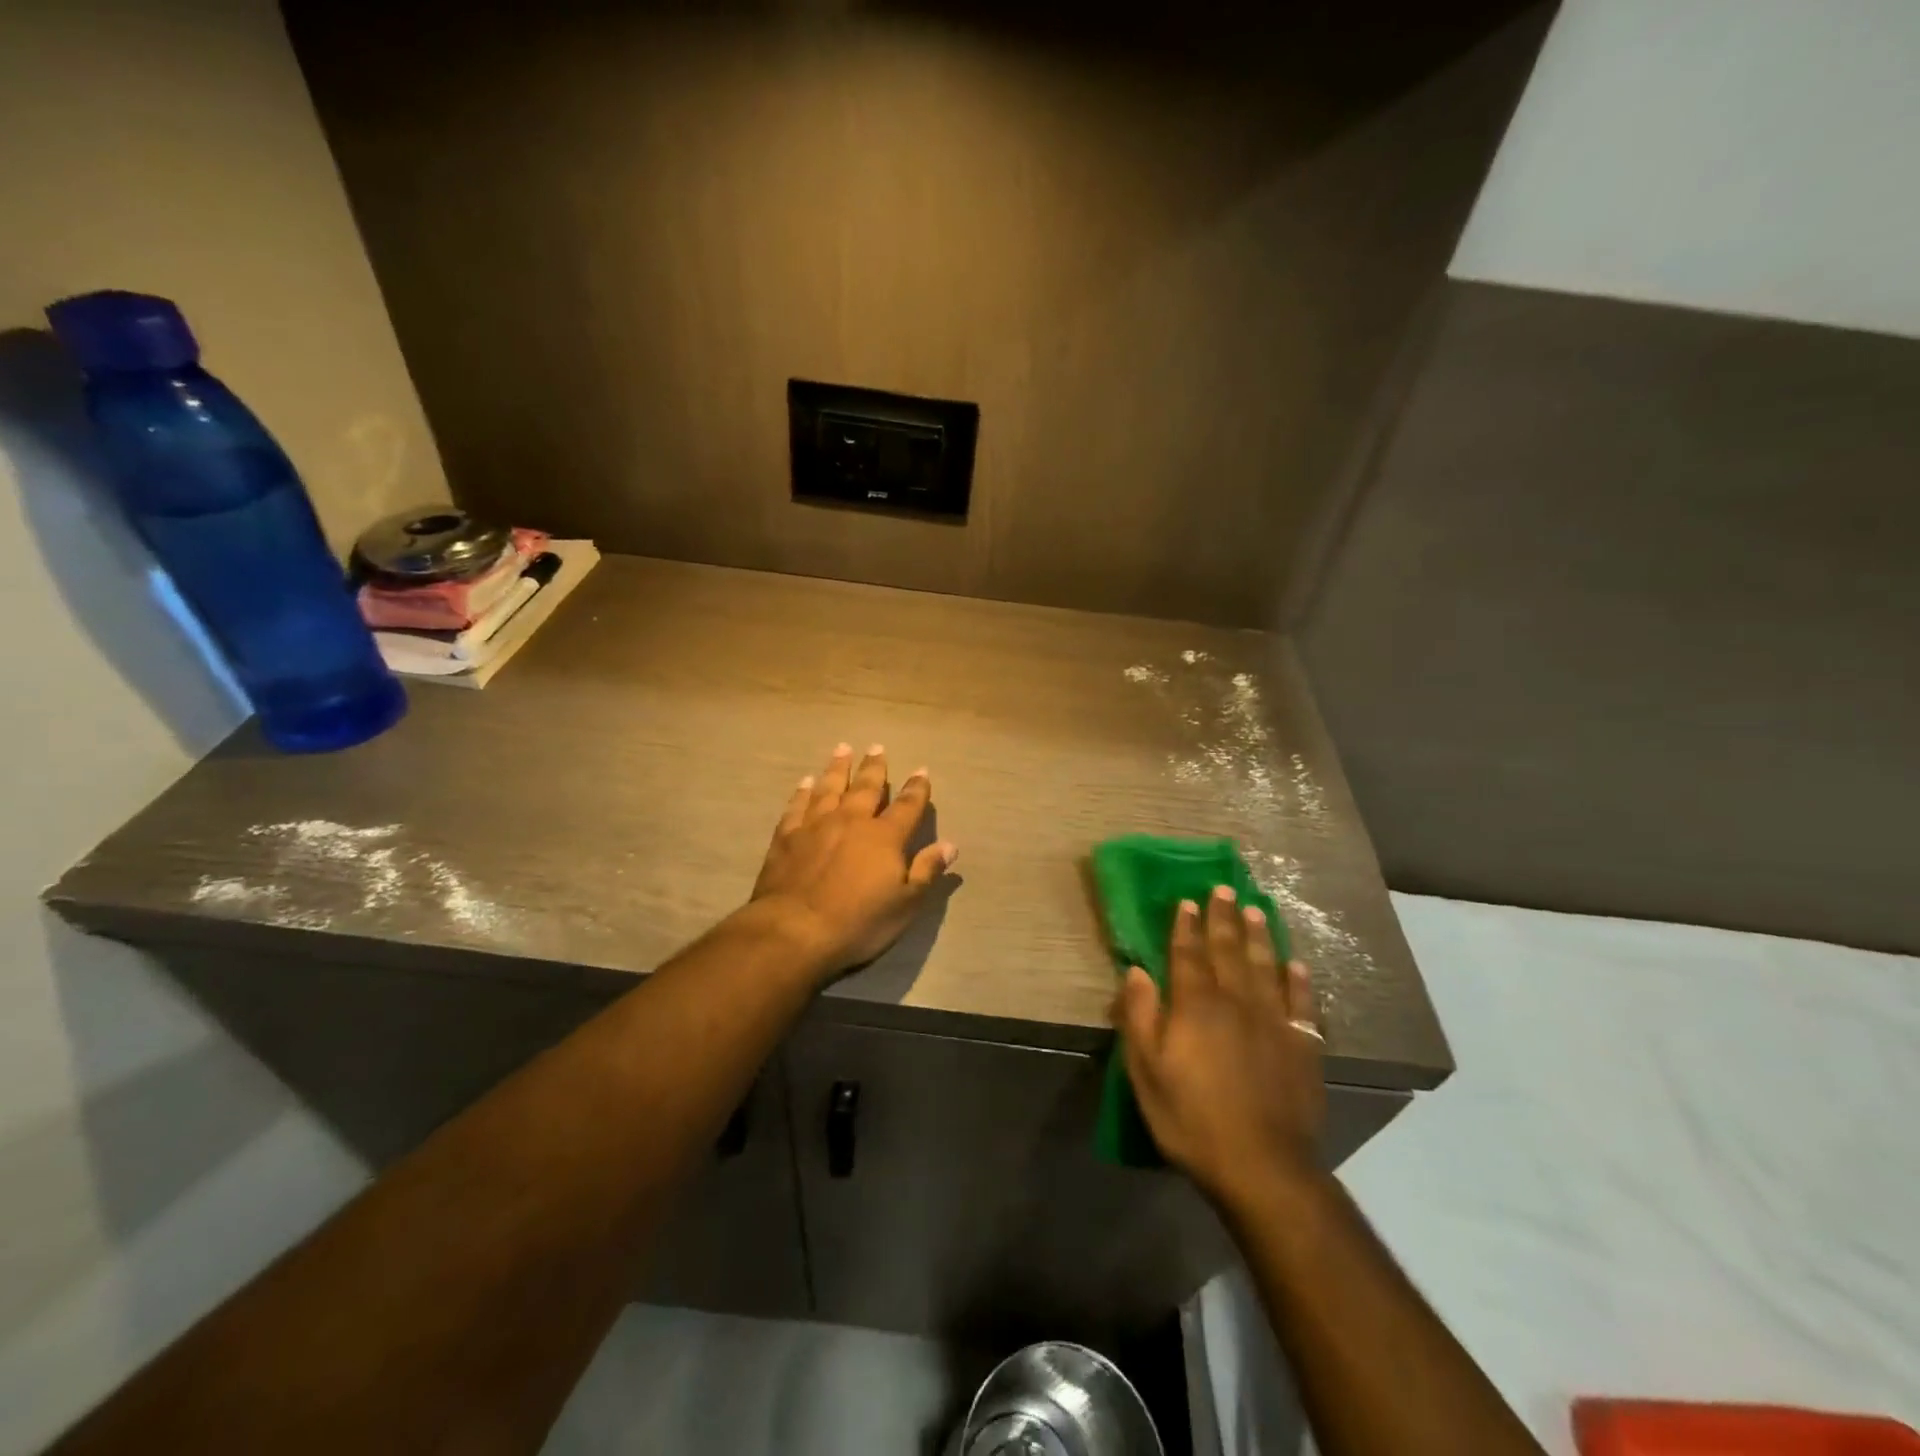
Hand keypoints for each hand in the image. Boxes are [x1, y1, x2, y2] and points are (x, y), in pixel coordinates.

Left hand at [750, 743, 956, 979]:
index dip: (917, 789)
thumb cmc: (858, 922)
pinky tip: (805, 782)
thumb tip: (950, 845)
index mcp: (884, 837)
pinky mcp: (787, 837)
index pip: (906, 806)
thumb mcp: (905, 904)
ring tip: (843, 749)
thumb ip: (927, 871)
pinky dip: (803, 792)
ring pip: (829, 788)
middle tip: (877, 747)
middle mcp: (851, 821)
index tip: (922, 770)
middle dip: (874, 767)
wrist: (795, 930)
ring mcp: (815, 825)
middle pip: (865, 787)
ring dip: (837, 768)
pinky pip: (797, 806)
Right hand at [1112, 886, 1325, 1210]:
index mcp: (1196, 1006)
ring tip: (1255, 910)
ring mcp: (1274, 1021)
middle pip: (1228, 951)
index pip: (1188, 954)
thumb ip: (1140, 1017)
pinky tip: (1295, 964)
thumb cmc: (1192, 1119)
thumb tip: (1137, 971)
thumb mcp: (1147, 1072)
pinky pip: (1301, 1002)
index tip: (1187, 901)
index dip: (1186, 926)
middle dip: (1223, 918)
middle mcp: (1236, 1002)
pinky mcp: (1302, 1045)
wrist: (1263, 1167)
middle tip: (1223, 888)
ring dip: (1259, 936)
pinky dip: (1299, 980)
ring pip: (1265, 966)